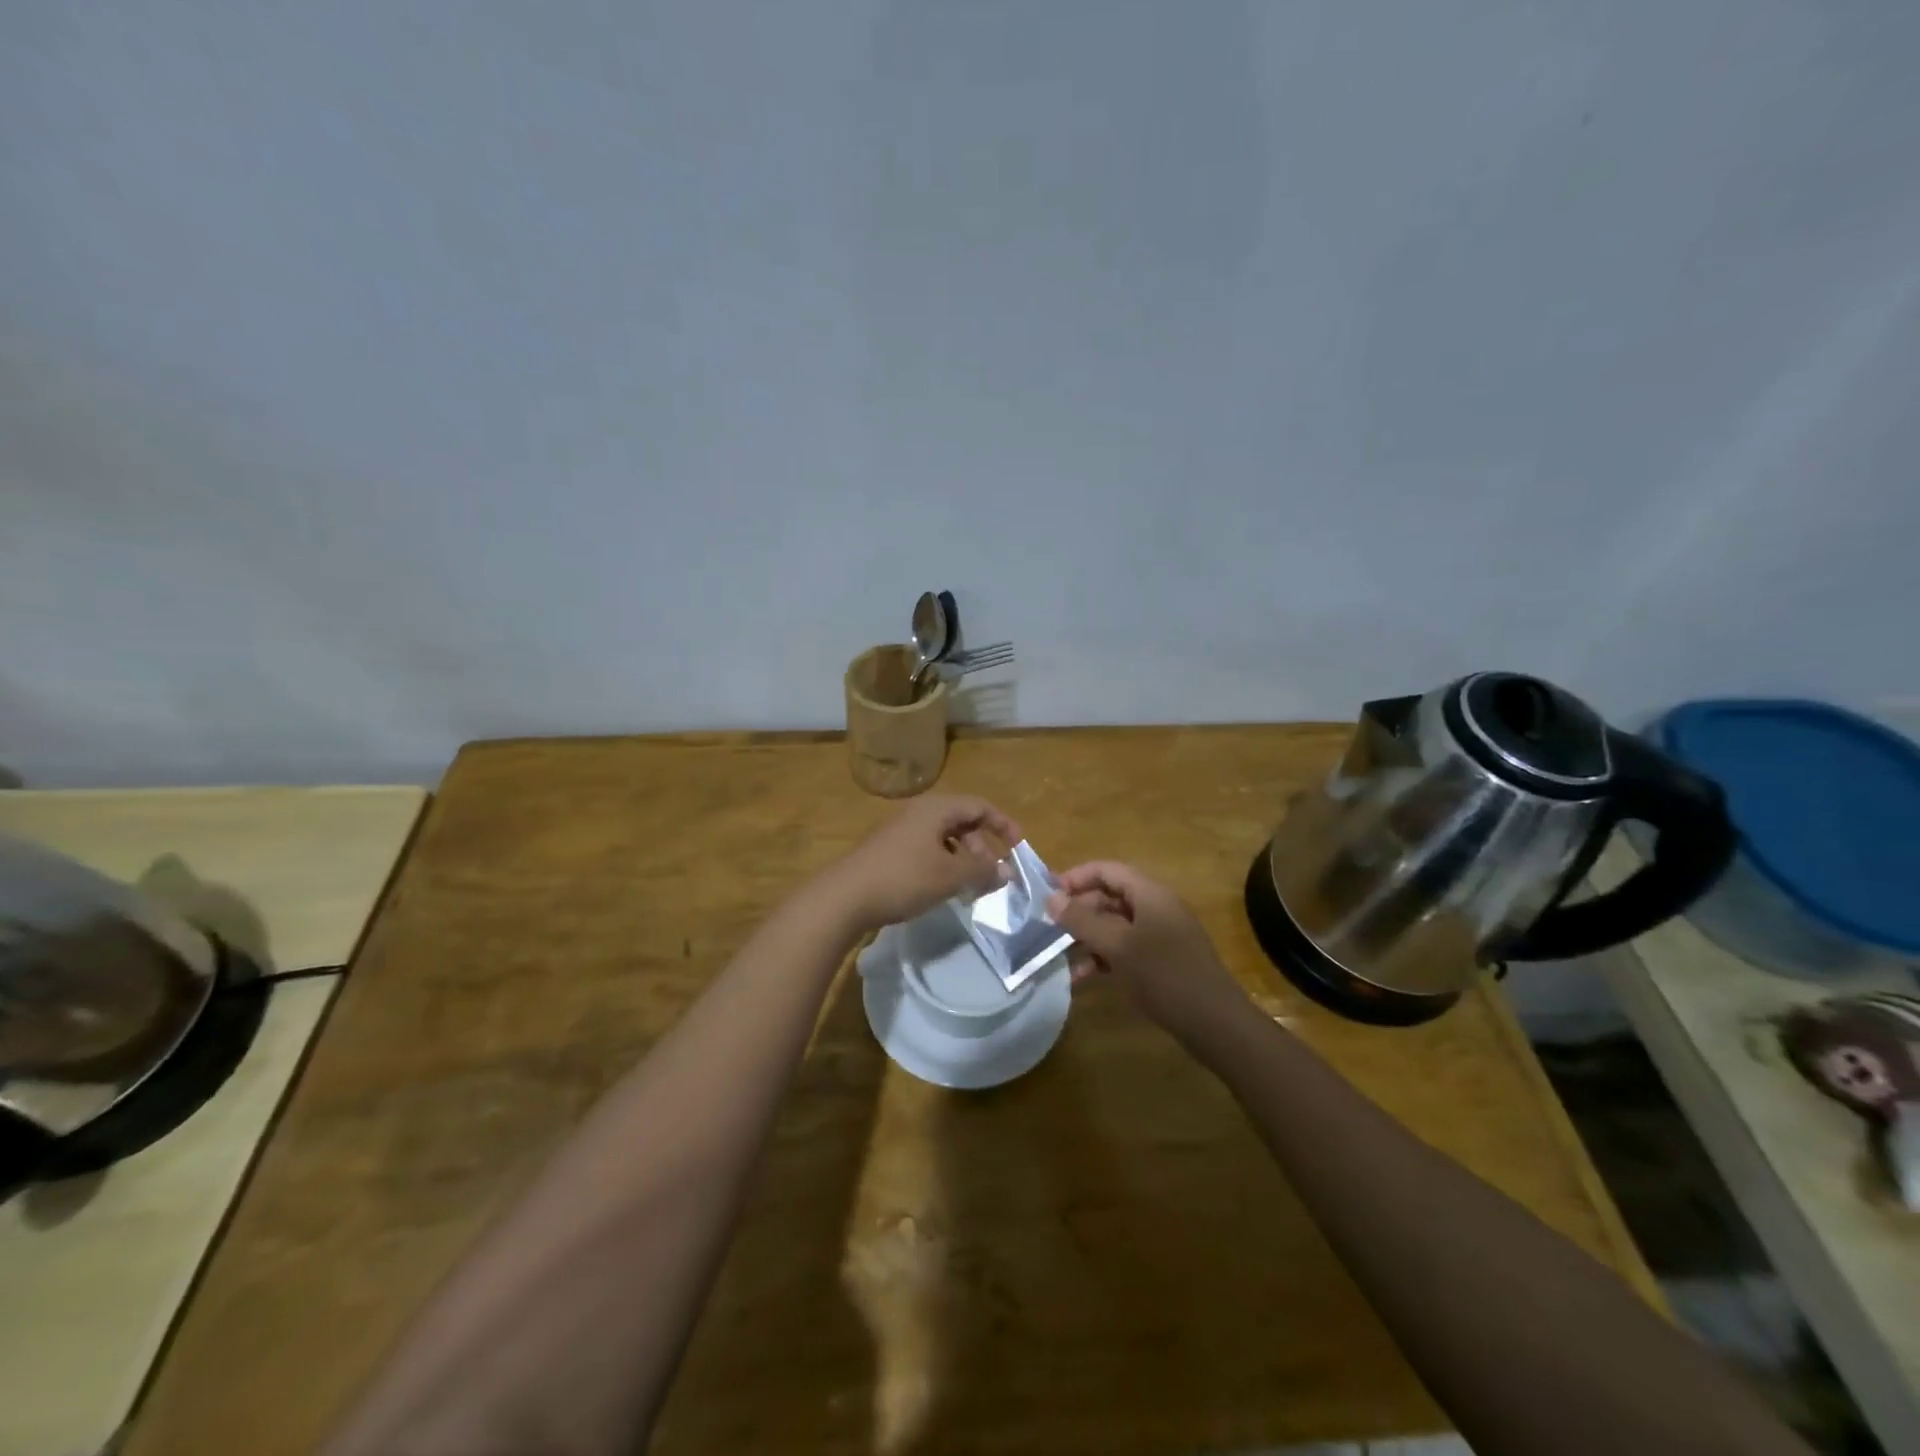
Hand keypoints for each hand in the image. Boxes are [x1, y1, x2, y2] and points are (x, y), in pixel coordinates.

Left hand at [826, 795, 1022, 931]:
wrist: (845, 896)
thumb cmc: (904, 878)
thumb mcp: (950, 876)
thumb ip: (983, 871)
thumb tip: (1007, 871)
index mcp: (937, 808)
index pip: (980, 806)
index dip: (1003, 824)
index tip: (1019, 846)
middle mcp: (919, 812)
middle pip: (961, 820)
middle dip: (982, 845)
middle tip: (992, 873)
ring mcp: (901, 830)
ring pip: (943, 837)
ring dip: (963, 858)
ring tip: (971, 885)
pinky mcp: (888, 850)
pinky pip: (926, 849)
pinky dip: (943, 864)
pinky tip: (943, 888)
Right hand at [1047, 861, 1252, 1046]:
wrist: (1215, 1024)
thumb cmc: (1165, 976)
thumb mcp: (1118, 946)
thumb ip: (1083, 921)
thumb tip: (1051, 899)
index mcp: (1150, 894)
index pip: (1107, 870)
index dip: (1076, 877)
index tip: (1047, 895)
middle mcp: (1155, 908)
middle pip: (1110, 896)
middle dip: (1079, 910)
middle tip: (1049, 928)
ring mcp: (1160, 935)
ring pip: (1115, 925)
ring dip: (1087, 937)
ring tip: (1059, 954)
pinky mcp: (1162, 961)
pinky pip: (1125, 948)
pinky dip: (1102, 957)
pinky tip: (1082, 977)